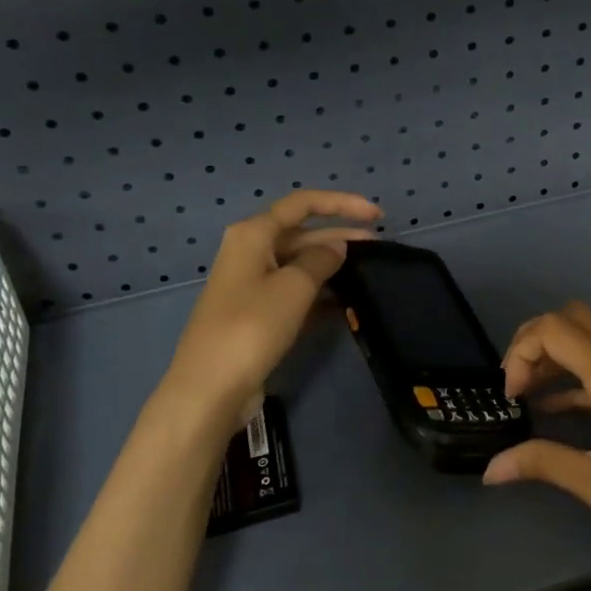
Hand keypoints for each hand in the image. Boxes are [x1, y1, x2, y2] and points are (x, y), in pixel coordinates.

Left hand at [160, 190, 381, 429]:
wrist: (212, 386)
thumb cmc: (252, 327)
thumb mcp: (293, 287)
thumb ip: (321, 260)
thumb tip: (336, 247)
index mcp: (253, 234)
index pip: (303, 204)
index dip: (341, 204)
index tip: (377, 215)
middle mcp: (250, 252)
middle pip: (301, 233)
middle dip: (339, 235)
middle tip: (379, 246)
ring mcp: (252, 284)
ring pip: (299, 263)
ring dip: (331, 264)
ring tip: (368, 271)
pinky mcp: (257, 312)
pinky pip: (294, 290)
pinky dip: (318, 290)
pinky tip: (345, 300)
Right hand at [483, 303, 590, 579]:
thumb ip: (542, 464)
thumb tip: (490, 469)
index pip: (555, 329)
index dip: (521, 352)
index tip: (511, 396)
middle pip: (575, 320)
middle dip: (536, 342)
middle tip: (517, 385)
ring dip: (558, 356)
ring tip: (529, 396)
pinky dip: (580, 374)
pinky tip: (559, 409)